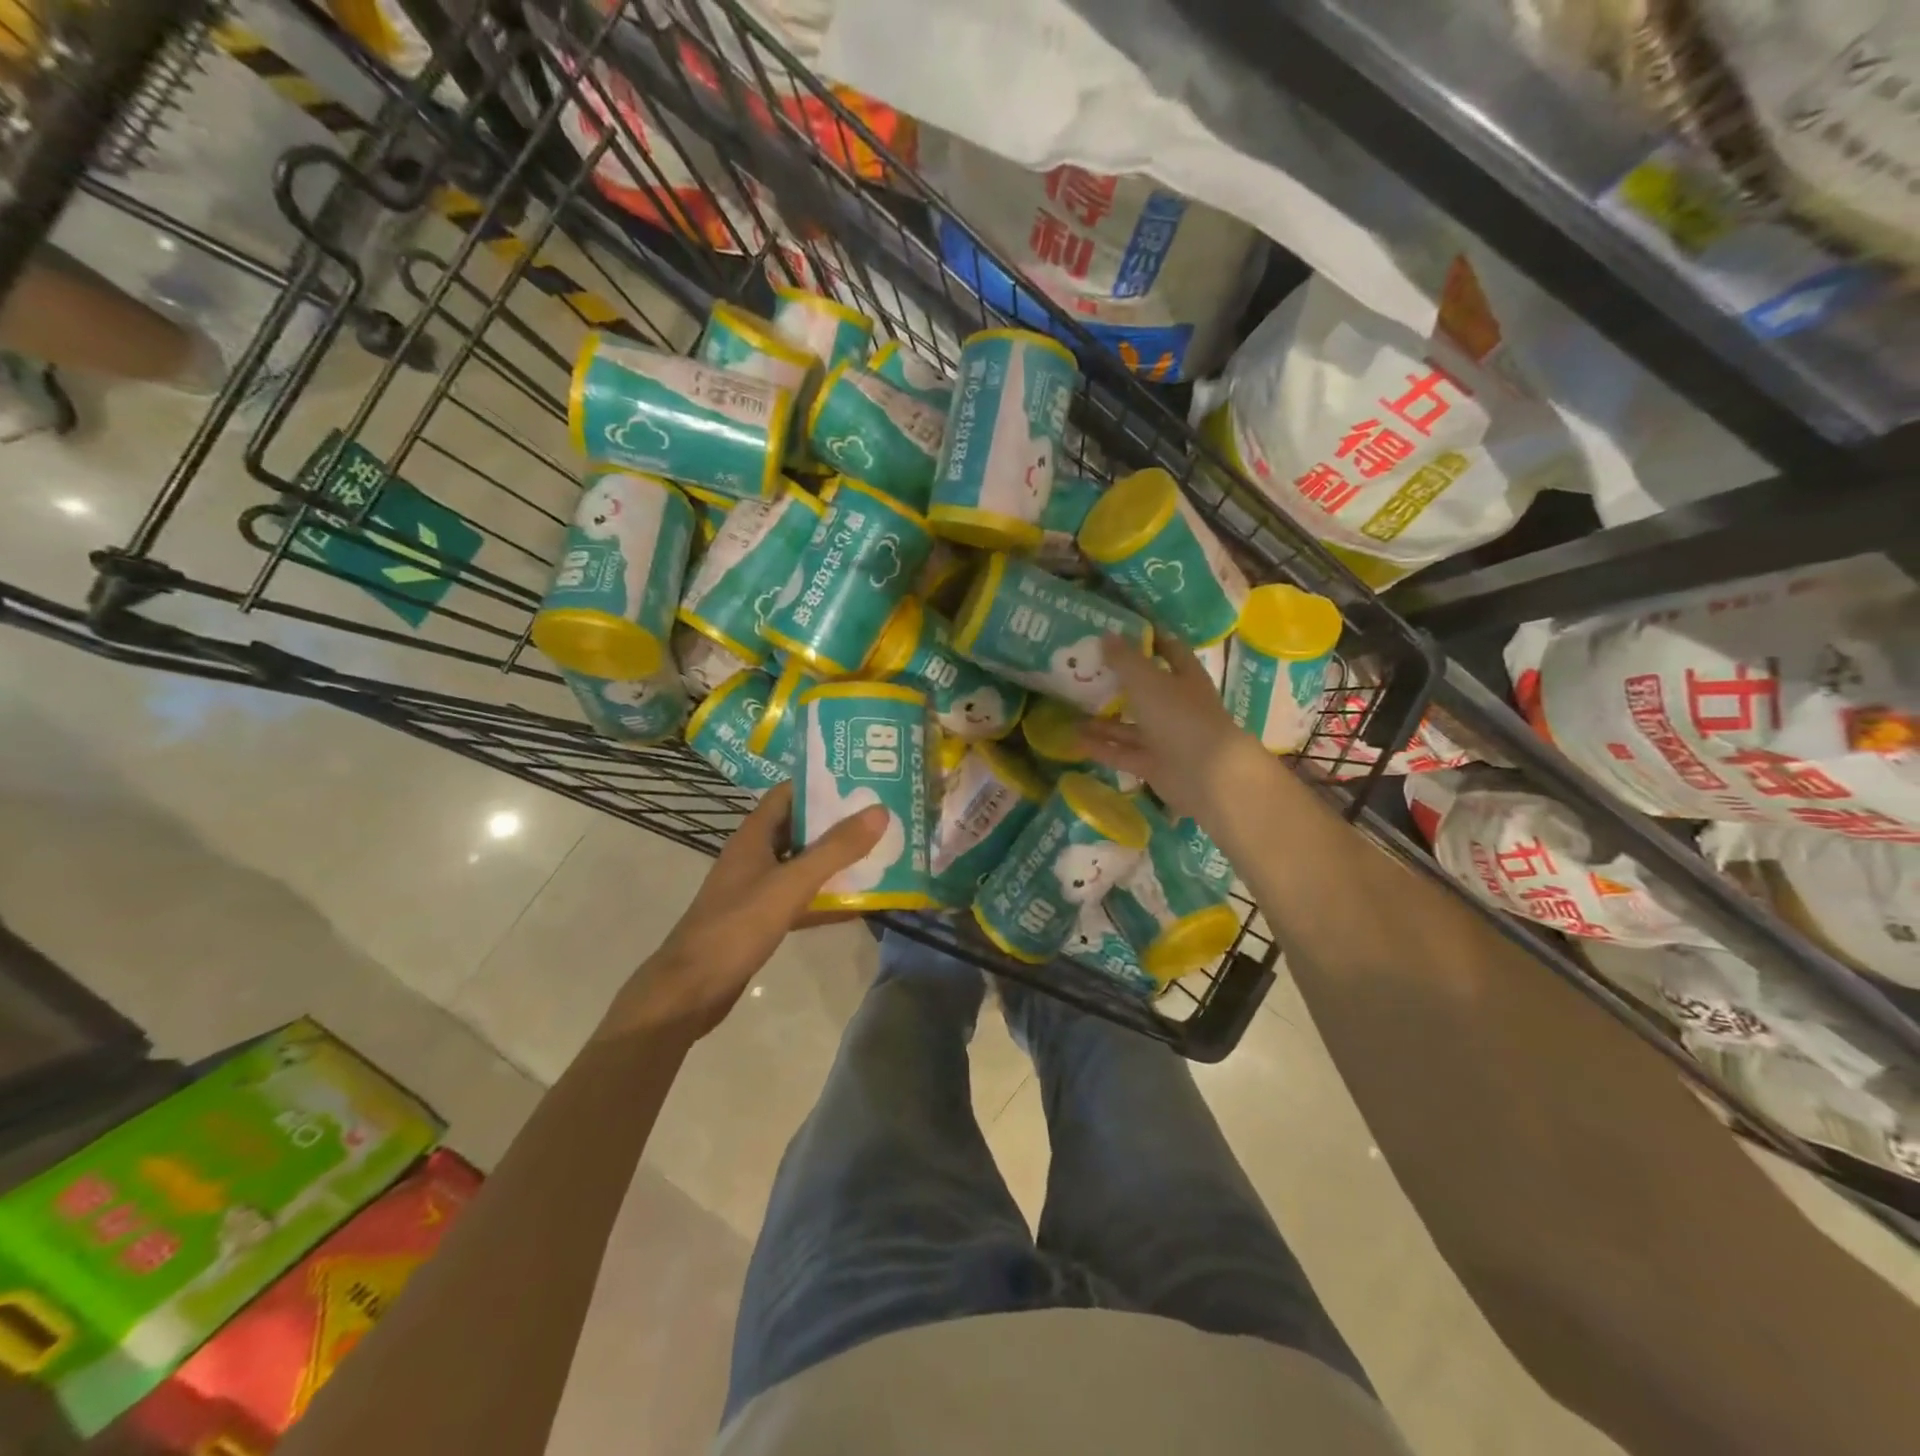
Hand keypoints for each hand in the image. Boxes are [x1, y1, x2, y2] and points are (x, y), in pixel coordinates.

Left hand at [598, 784, 886, 1041]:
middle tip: (882, 816)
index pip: (789, 793)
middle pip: (801, 828)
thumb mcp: (791, 884)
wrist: (692, 990)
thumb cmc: (737, 926)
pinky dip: (827, 899)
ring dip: (836, 861)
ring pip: (803, 865)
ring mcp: (758, 888)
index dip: (822, 783)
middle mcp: (755, 855)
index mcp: (754, 835)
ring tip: (880, 854)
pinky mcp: (762, 919)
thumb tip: (879, 810)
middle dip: (839, 822)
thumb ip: (835, 849)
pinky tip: (859, 904)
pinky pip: (802, 899)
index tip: (862, 779)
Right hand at [1077, 633, 1273, 821]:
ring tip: (1071, 711)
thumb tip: (1106, 635)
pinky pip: (1123, 753)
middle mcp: (1177, 706)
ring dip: (1104, 720)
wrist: (1205, 774)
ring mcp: (1166, 738)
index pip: (1170, 651)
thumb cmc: (1180, 716)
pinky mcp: (1154, 765)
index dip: (1150, 640)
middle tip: (1085, 673)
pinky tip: (1075, 740)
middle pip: (1146, 691)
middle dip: (1118, 683)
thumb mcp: (1147, 681)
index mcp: (1185, 678)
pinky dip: (1102, 747)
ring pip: (1130, 726)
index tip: (1122, 632)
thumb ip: (1124, 660)